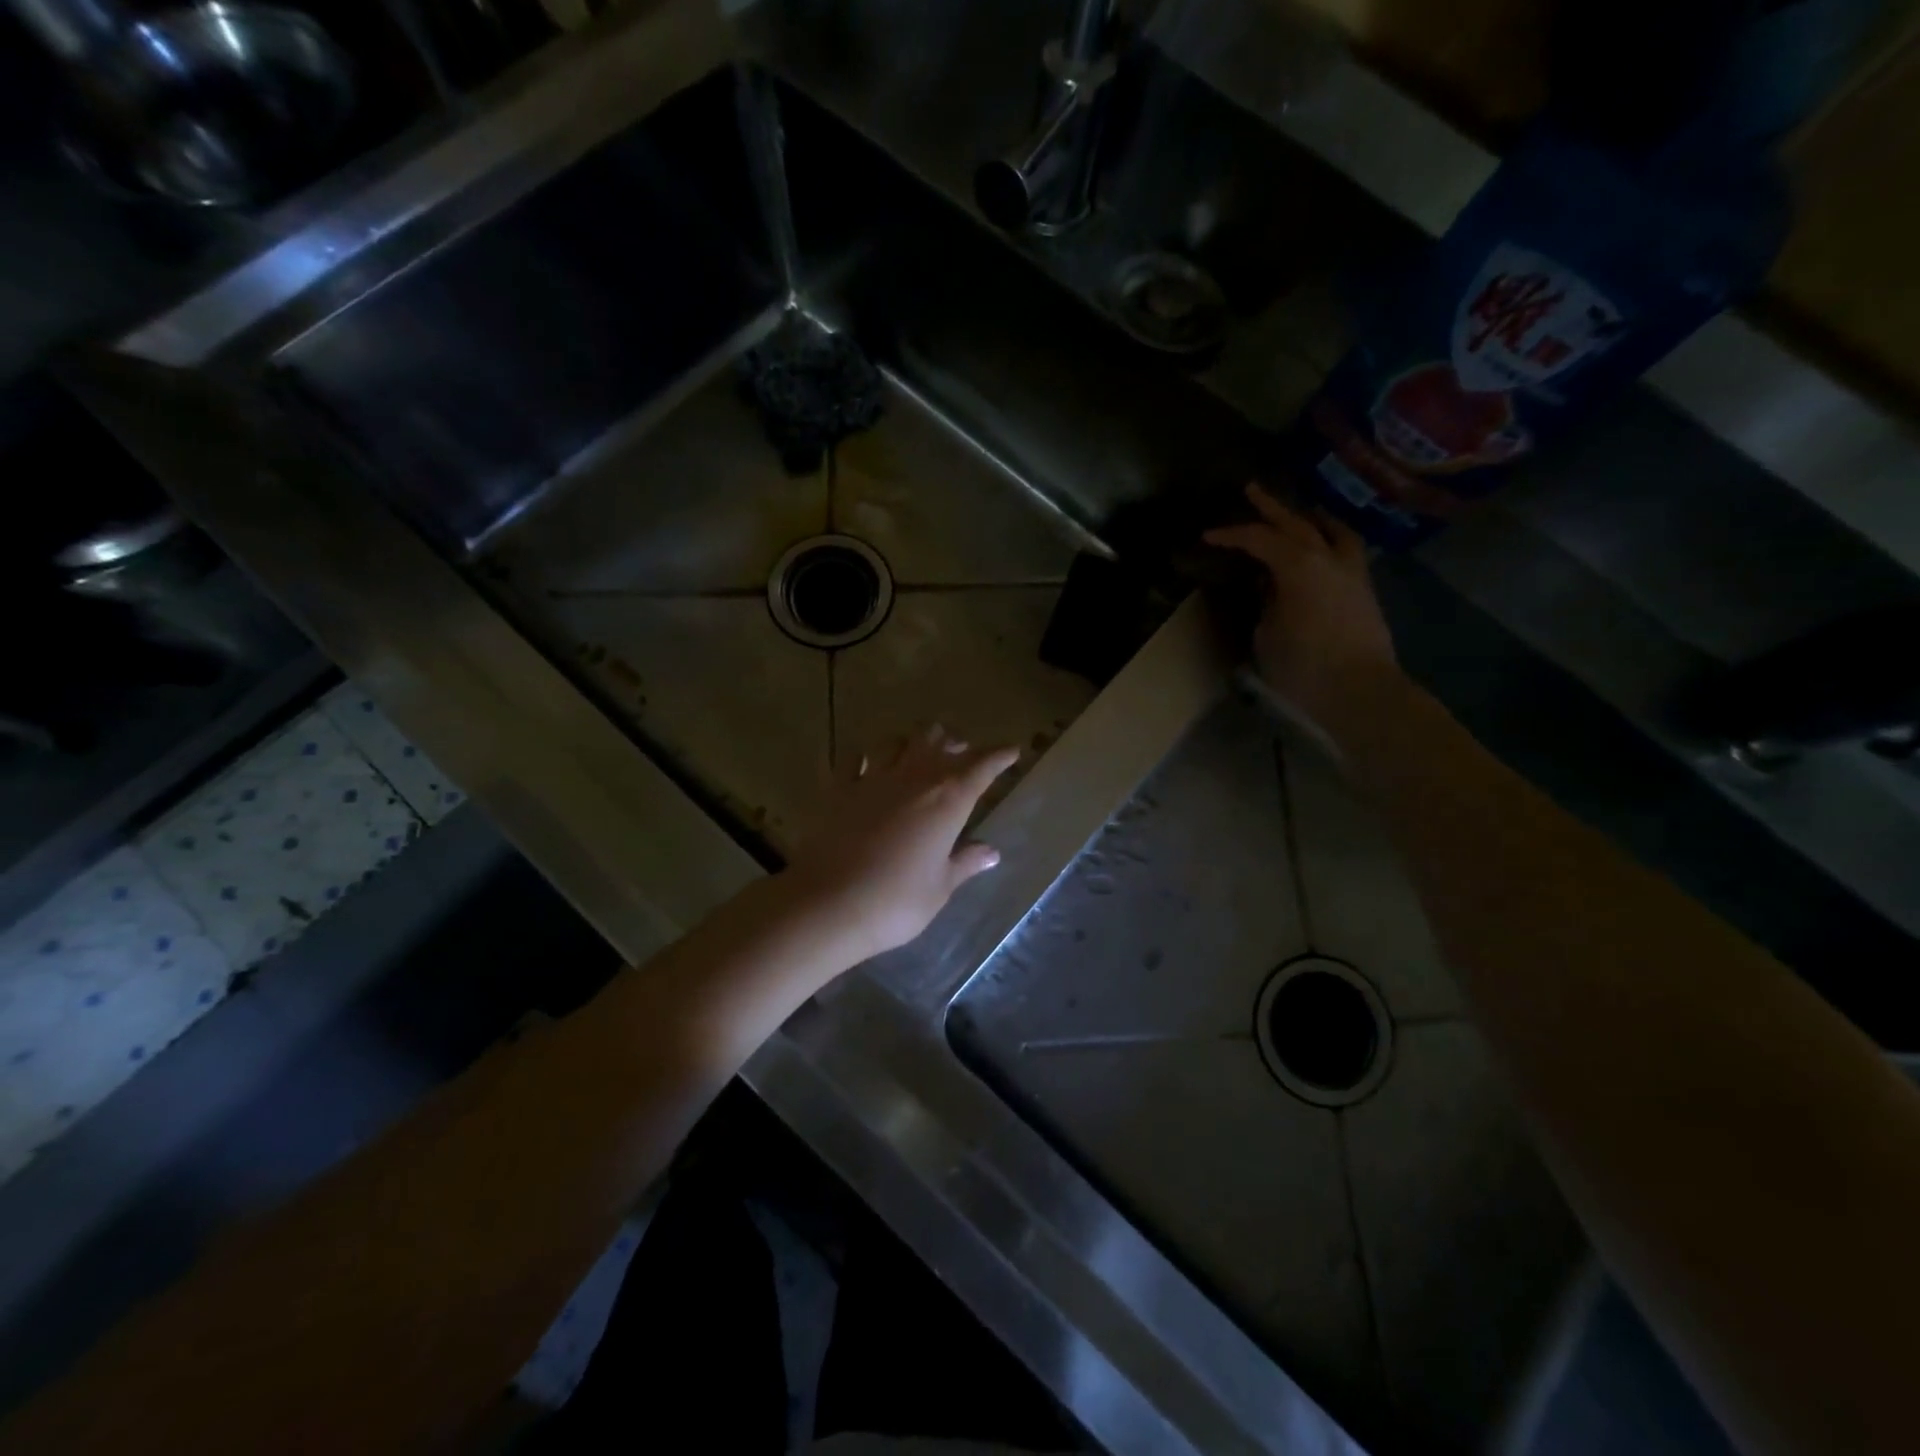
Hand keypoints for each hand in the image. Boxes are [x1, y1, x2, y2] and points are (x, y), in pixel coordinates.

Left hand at [784, 725, 1020, 962]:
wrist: (828, 904)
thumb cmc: (896, 901)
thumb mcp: (940, 887)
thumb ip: (965, 863)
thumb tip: (991, 852)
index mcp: (947, 800)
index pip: (981, 767)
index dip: (998, 756)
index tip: (1011, 751)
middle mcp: (913, 778)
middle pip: (937, 743)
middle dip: (954, 743)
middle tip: (962, 751)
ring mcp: (872, 779)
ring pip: (897, 742)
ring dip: (912, 742)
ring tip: (918, 749)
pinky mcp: (838, 789)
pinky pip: (853, 759)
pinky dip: (864, 756)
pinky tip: (866, 762)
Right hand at [1203, 483, 1401, 732]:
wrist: (1360, 689)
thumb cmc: (1303, 665)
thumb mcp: (1267, 633)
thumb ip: (1266, 602)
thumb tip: (1270, 588)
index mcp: (1298, 565)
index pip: (1258, 539)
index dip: (1231, 535)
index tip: (1207, 536)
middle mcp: (1327, 557)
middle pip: (1296, 522)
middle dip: (1270, 507)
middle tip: (1251, 490)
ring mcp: (1351, 571)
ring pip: (1331, 530)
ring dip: (1311, 518)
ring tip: (1300, 513)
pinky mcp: (1363, 589)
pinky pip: (1346, 550)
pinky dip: (1331, 539)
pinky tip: (1323, 548)